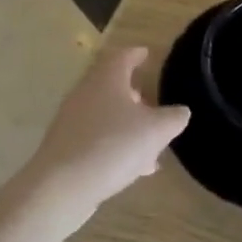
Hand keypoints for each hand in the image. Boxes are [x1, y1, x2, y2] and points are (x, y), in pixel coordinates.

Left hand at [16, 46, 189, 231]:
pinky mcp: (65, 148)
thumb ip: (173, 117)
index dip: (136, 54)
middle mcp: (85, 94)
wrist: (61, 188)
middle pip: (111, 86)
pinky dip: (115, 145)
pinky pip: (96, 139)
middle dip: (133, 94)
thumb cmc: (113, 146)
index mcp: (107, 79)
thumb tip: (180, 112)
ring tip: (150, 144)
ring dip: (127, 125)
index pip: (122, 57)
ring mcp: (71, 122)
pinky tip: (133, 167)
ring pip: (105, 116)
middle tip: (152, 104)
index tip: (146, 54)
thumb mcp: (156, 130)